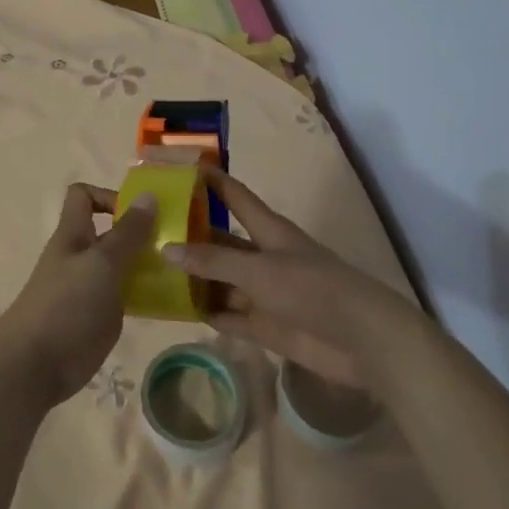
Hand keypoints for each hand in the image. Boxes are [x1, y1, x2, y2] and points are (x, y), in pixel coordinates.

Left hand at [0, 185, 159, 407]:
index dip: (110, 196)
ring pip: (121, 264)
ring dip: (148, 263)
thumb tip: (148, 194)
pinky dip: (145, 292)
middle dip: (141, 231)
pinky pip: (125, 294)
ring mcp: (89, 287)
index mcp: (73, 234)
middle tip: (179, 239)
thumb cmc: (67, 305)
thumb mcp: (102, 263)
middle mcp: (80, 256)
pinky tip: (171, 299)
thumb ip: (127, 232)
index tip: (143, 210)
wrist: (35, 365)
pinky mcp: (98, 316)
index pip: (84, 196)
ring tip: (184, 268)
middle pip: (110, 231)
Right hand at [162, 166, 421, 390]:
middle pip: (219, 241)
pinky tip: (174, 310)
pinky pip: (227, 315)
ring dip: (192, 279)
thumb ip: (213, 261)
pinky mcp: (264, 326)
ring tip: (150, 273)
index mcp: (268, 230)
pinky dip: (205, 312)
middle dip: (188, 236)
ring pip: (219, 280)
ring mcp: (263, 292)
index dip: (209, 180)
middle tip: (145, 232)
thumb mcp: (259, 269)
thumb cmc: (313, 289)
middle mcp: (263, 257)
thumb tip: (167, 249)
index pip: (233, 196)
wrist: (362, 340)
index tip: (177, 167)